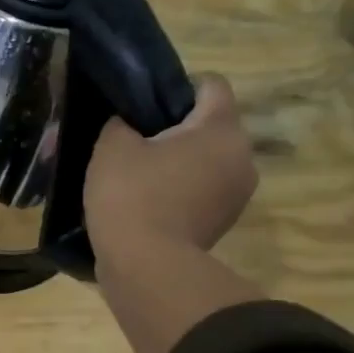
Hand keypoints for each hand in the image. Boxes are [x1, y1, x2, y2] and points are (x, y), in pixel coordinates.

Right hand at [84, 77, 263, 352]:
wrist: (145, 268)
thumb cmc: (131, 196)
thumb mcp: (112, 146)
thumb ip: (121, 122)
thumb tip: (129, 123)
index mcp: (220, 128)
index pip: (211, 84)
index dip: (176, 86)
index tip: (143, 103)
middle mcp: (242, 156)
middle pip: (210, 125)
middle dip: (174, 128)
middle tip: (133, 139)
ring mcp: (237, 193)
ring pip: (206, 159)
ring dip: (178, 161)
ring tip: (137, 173)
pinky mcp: (223, 222)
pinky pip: (202, 189)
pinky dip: (180, 188)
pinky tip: (146, 200)